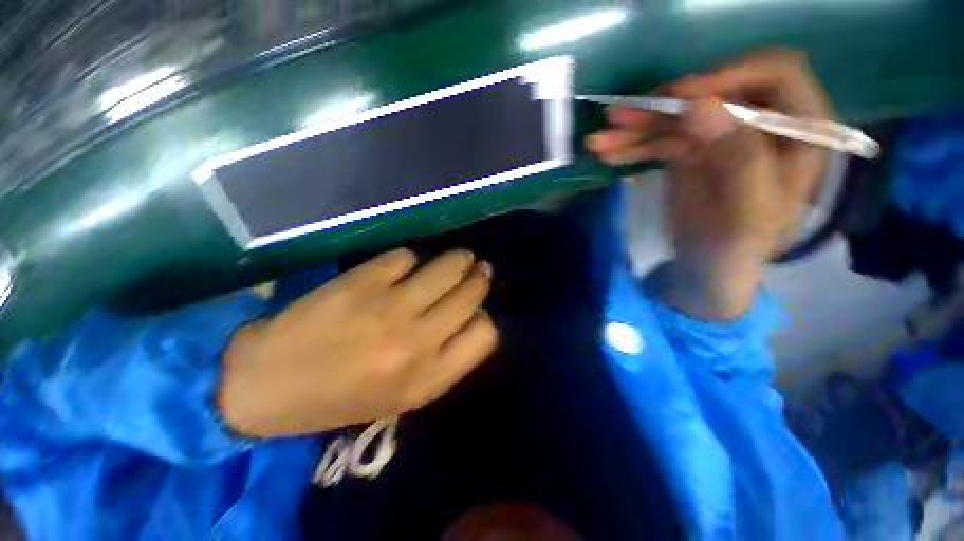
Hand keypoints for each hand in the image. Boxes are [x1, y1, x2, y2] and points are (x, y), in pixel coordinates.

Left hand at [218, 248, 496, 437]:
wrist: (268, 385)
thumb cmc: (343, 397)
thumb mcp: (405, 397)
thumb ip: (446, 361)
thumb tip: (472, 317)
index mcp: (428, 379)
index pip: (485, 335)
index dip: (484, 318)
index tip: (475, 310)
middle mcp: (416, 342)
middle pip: (471, 294)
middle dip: (479, 278)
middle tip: (477, 268)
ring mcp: (388, 309)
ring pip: (447, 268)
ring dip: (458, 259)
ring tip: (459, 257)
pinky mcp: (360, 283)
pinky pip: (405, 257)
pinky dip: (410, 259)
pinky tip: (404, 265)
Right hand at [587, 50, 831, 317]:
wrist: (707, 272)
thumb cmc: (738, 250)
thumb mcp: (748, 213)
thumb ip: (738, 159)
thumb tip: (699, 105)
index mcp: (798, 133)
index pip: (776, 74)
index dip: (728, 75)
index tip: (680, 97)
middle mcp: (760, 124)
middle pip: (714, 92)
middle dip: (663, 104)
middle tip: (620, 118)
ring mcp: (720, 137)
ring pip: (677, 117)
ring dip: (636, 127)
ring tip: (599, 141)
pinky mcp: (689, 152)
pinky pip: (658, 140)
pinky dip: (632, 146)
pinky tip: (607, 153)